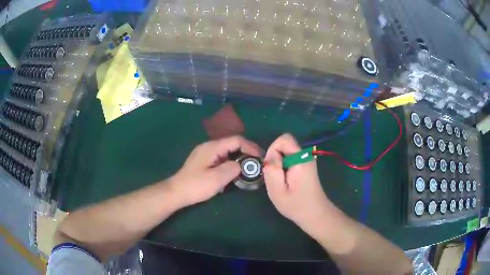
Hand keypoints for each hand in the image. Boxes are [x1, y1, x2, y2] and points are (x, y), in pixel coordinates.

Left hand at [170, 136, 260, 207]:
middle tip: (257, 164)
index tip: (261, 157)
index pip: (236, 140)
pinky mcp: (204, 162)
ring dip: (239, 159)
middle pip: (232, 145)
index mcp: (213, 147)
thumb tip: (241, 166)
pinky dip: (231, 163)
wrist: (176, 192)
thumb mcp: (217, 178)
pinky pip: (222, 158)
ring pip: (227, 152)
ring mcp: (206, 154)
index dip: (251, 147)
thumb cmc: (196, 185)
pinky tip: (235, 173)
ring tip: (249, 169)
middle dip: (247, 153)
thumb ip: (233, 169)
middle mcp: (209, 147)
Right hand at [263, 134, 334, 237]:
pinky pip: (291, 158)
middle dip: (275, 158)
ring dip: (280, 165)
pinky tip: (288, 182)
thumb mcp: (277, 190)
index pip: (283, 139)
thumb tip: (270, 154)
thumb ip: (272, 169)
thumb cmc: (295, 205)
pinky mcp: (306, 165)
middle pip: (285, 145)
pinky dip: (285, 167)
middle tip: (277, 178)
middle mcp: (306, 155)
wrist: (315, 214)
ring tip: (282, 182)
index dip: (273, 151)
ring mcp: (307, 160)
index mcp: (300, 159)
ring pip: (286, 152)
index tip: (273, 170)